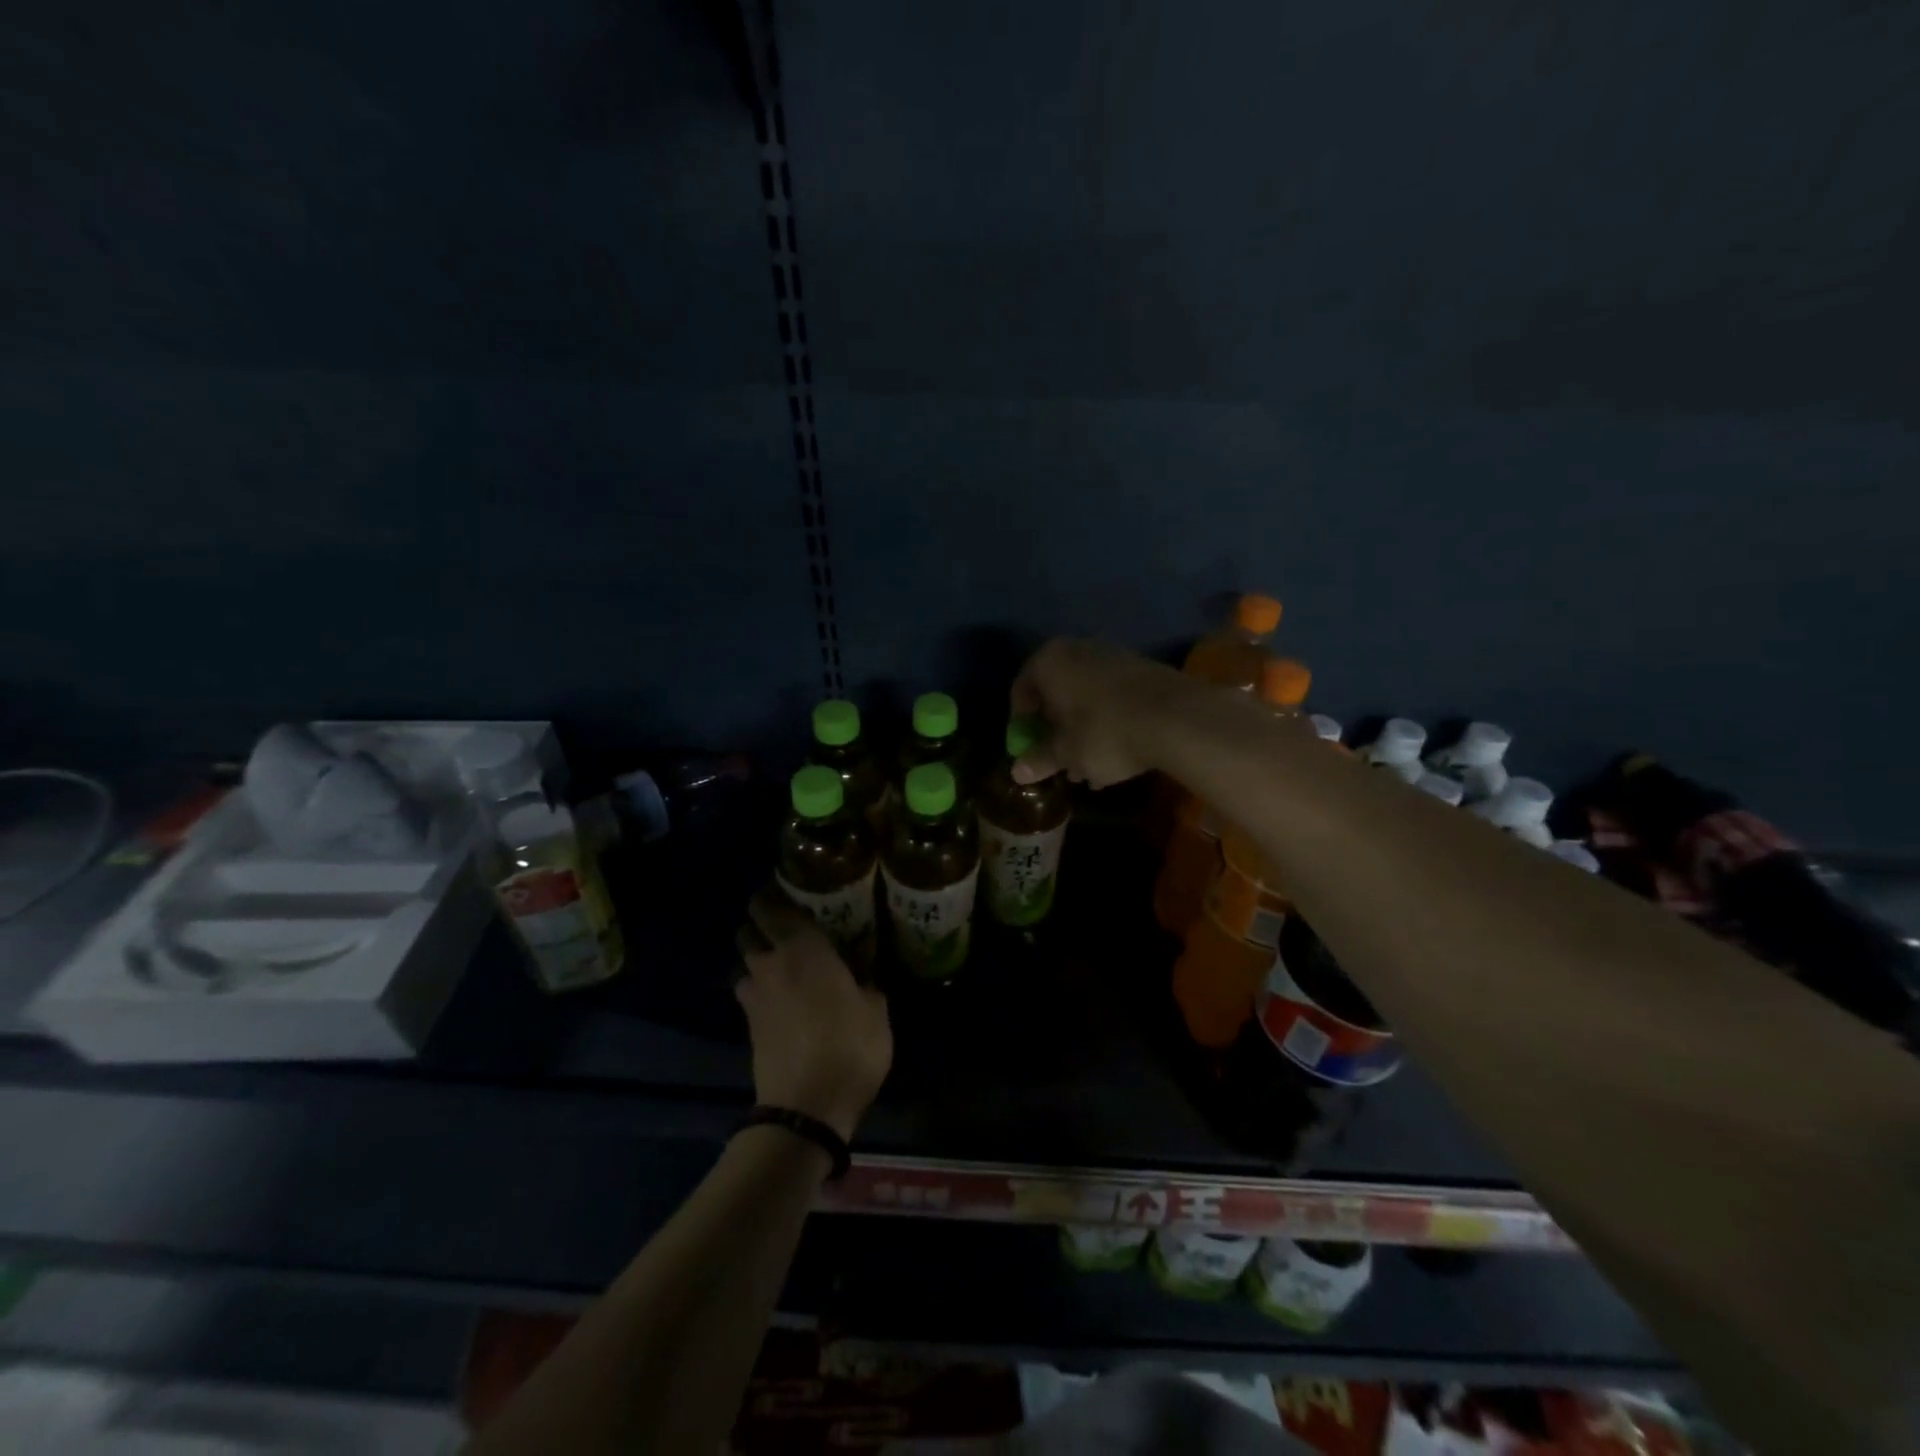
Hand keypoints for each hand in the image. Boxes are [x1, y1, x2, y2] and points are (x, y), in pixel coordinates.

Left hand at [735, 886, 892, 1141]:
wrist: (806, 1108)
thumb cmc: (849, 1046)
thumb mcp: (875, 1010)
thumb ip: (866, 982)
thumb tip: (862, 974)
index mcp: (803, 948)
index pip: (772, 905)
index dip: (773, 893)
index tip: (786, 888)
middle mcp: (770, 963)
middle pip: (747, 928)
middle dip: (759, 921)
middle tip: (785, 925)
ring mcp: (753, 994)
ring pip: (743, 960)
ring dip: (756, 955)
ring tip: (782, 961)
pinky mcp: (748, 1024)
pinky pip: (748, 990)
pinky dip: (759, 986)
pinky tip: (780, 996)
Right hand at [1009, 638, 1189, 787]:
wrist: (1178, 718)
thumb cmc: (1105, 733)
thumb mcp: (1067, 754)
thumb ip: (1040, 759)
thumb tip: (1017, 772)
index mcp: (1050, 661)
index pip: (1021, 690)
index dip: (1021, 724)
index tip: (1029, 750)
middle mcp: (1078, 649)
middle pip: (1056, 692)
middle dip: (1055, 729)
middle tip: (1059, 760)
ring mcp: (1114, 655)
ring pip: (1086, 696)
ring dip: (1082, 729)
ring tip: (1089, 766)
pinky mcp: (1144, 669)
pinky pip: (1113, 697)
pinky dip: (1108, 722)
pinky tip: (1118, 753)